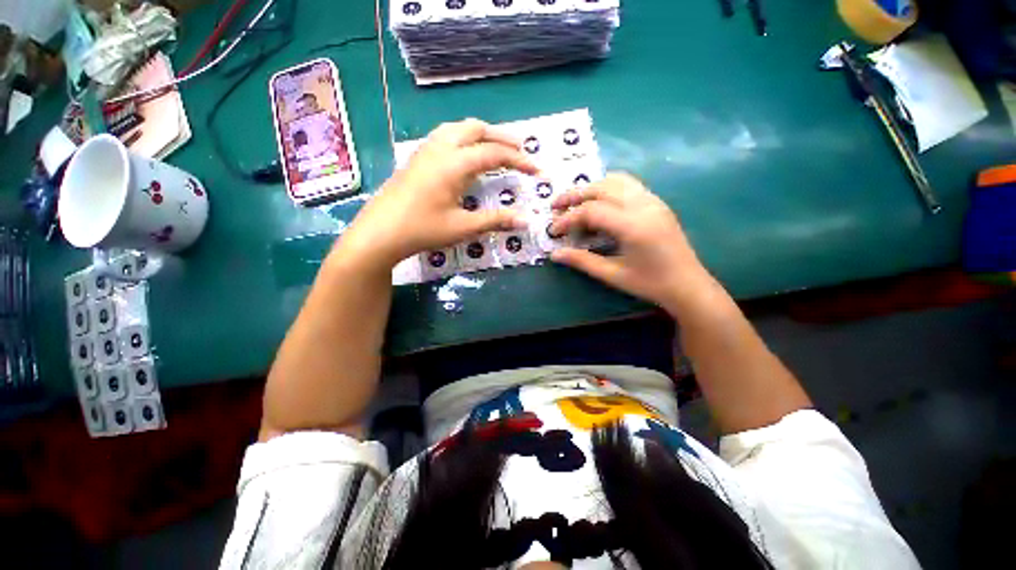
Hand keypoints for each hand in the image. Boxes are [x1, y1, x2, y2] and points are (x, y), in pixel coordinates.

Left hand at [337, 119, 537, 269]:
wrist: (380, 232)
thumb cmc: (423, 230)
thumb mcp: (463, 227)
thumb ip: (496, 220)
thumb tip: (526, 221)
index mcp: (455, 163)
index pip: (495, 154)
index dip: (519, 161)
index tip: (536, 171)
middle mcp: (441, 148)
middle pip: (477, 129)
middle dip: (502, 137)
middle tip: (520, 151)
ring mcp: (426, 150)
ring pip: (459, 128)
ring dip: (482, 133)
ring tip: (496, 147)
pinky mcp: (417, 157)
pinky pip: (446, 135)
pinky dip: (464, 137)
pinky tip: (466, 153)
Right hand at [549, 173, 716, 313]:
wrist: (688, 284)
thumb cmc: (650, 283)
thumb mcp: (612, 275)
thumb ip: (582, 261)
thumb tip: (555, 254)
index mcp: (633, 226)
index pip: (591, 211)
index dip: (568, 219)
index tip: (553, 231)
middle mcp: (643, 205)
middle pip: (601, 188)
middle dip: (574, 195)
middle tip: (555, 206)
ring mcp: (653, 201)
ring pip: (616, 180)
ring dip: (591, 187)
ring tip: (575, 202)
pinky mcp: (657, 202)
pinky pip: (629, 184)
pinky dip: (608, 187)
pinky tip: (599, 202)